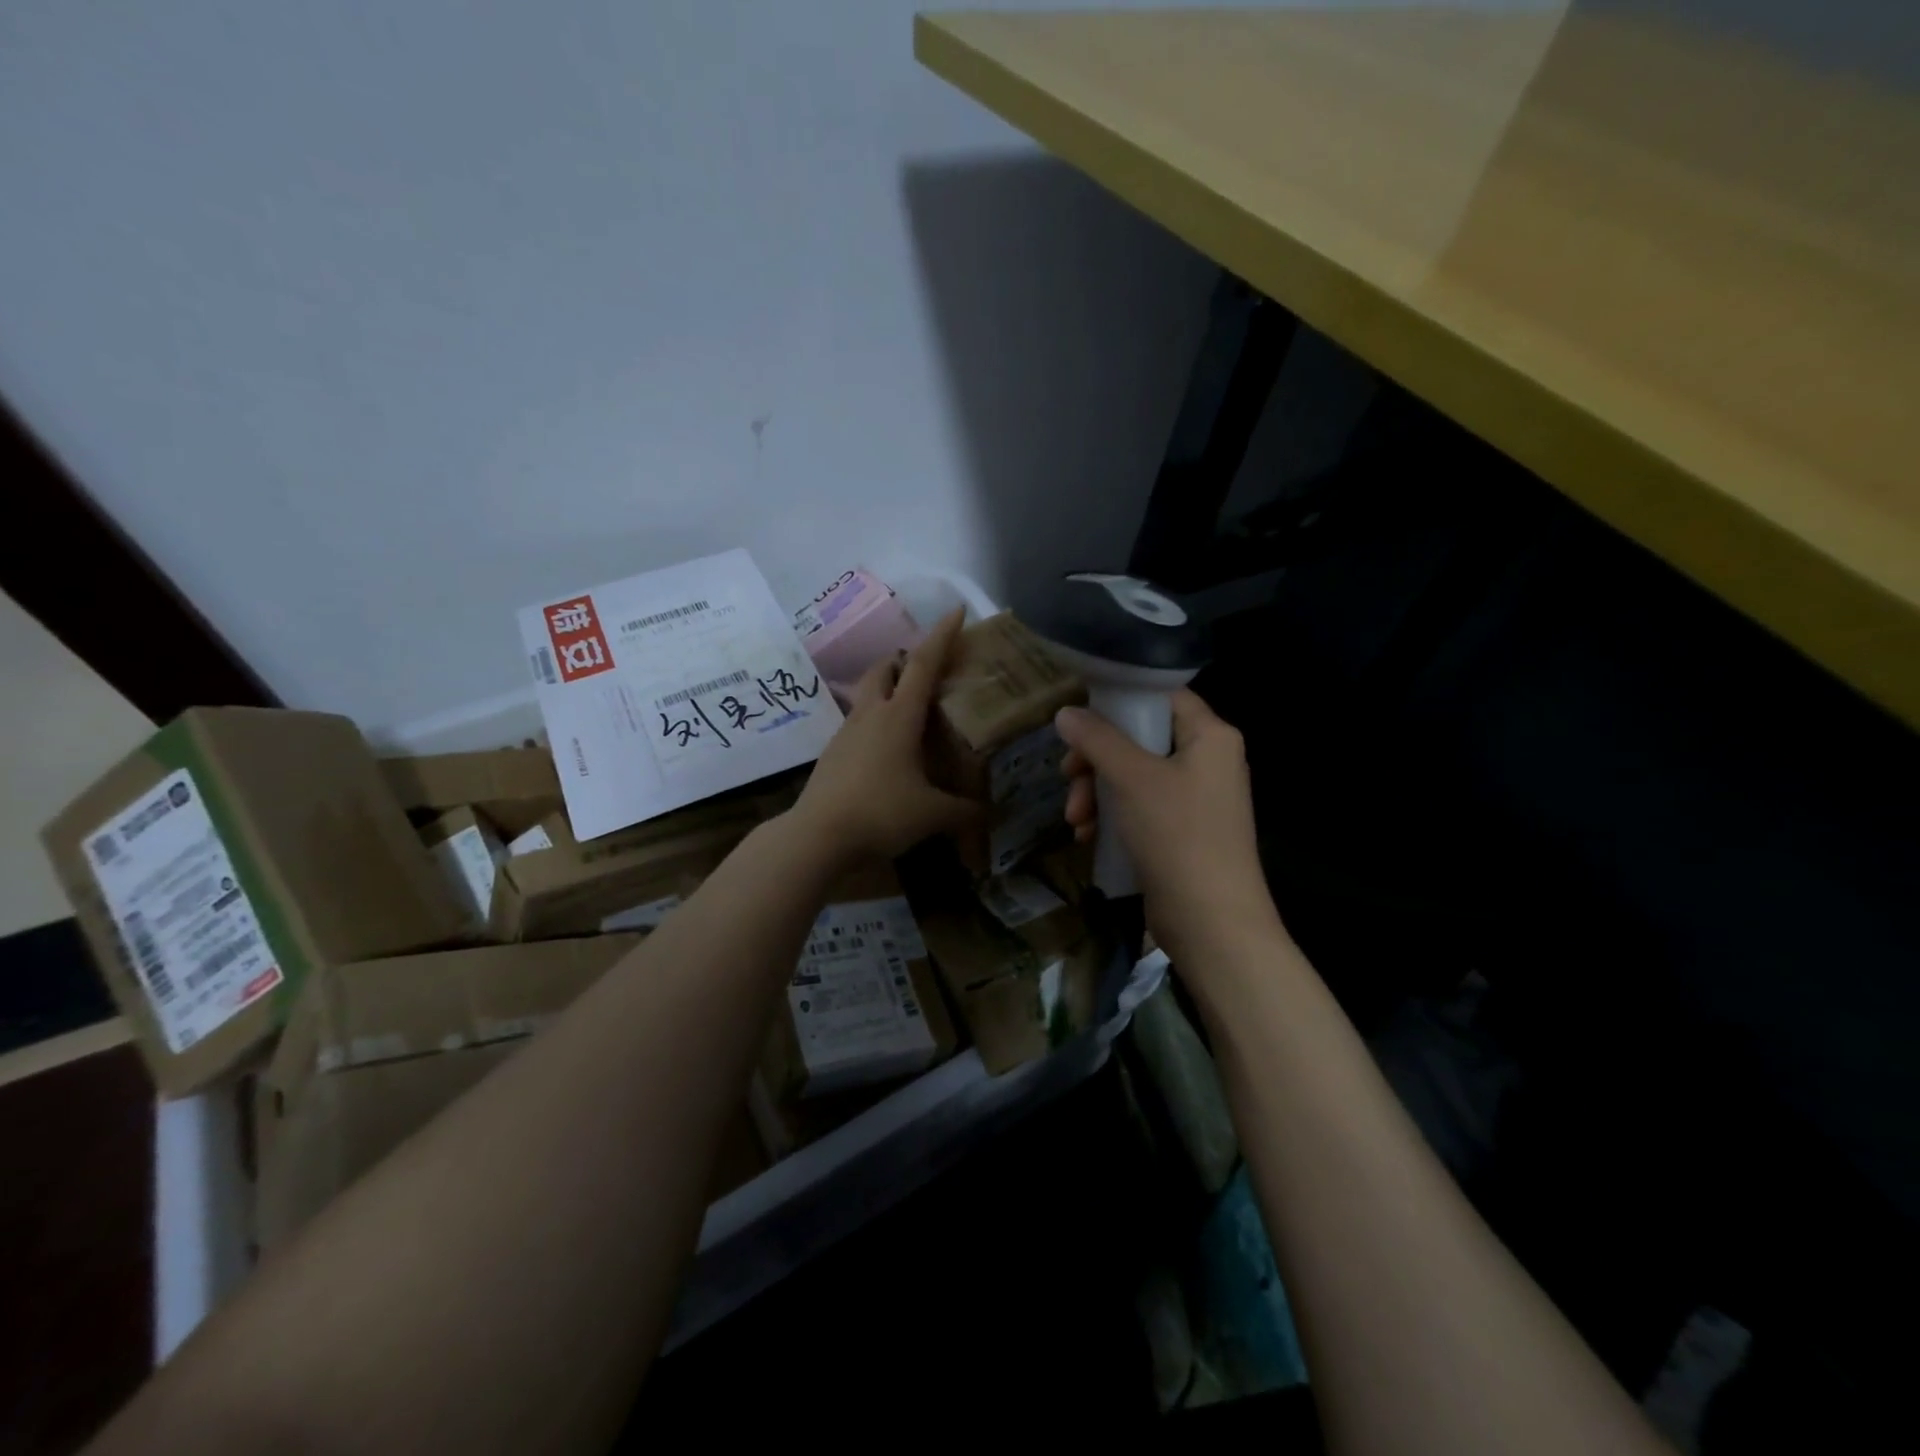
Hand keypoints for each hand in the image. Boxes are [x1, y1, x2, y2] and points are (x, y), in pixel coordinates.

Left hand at [790, 609, 981, 863]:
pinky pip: (857, 725)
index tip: (957, 611)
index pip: (924, 663)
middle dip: (903, 660)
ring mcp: (846, 733)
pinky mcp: (833, 753)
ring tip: (909, 713)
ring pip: (867, 696)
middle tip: (925, 671)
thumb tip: (989, 815)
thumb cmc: (881, 813)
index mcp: (899, 716)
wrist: (818, 836)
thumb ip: (965, 812)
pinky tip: (887, 752)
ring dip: (886, 691)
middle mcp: (871, 715)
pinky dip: (874, 723)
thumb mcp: (933, 814)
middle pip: (884, 669)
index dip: (943, 635)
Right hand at [1056, 688, 1283, 968]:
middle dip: (1096, 761)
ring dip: (1097, 793)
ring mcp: (1196, 798)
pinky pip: (1140, 807)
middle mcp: (1208, 760)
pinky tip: (1088, 836)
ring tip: (1076, 820)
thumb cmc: (1177, 835)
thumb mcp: (1131, 779)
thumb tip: (1065, 712)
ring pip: (1134, 776)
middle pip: (1140, 739)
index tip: (1082, 722)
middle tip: (1069, 778)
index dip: (1120, 702)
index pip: (1161, 697)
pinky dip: (1113, 816)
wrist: (1212, 922)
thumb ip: (1097, 739)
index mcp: (1210, 736)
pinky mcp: (1183, 830)